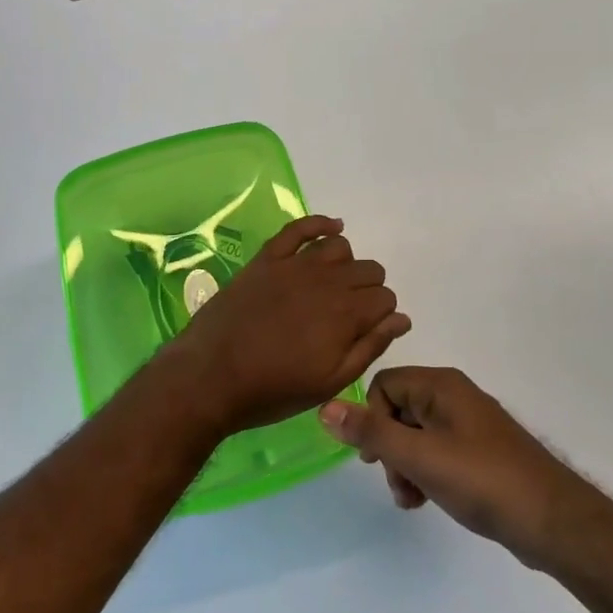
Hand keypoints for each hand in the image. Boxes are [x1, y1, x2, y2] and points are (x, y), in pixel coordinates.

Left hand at [154, 216, 410, 439]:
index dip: (380, 314)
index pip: (385, 298)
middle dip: (368, 290)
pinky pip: (300, 228)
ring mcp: (294, 265)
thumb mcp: (330, 381)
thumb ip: (370, 347)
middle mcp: (327, 281)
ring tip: (333, 285)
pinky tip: (332, 228)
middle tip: (348, 315)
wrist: (210, 377)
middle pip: (368, 270)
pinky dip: (320, 223)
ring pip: (339, 247)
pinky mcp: (267, 258)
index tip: (365, 330)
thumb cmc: (273, 389)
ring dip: (345, 264)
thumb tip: (401, 319)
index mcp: (346, 315)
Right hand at [318, 367, 587, 567]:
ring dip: (404, 466)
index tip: (374, 457)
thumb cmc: (482, 480)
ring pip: (416, 435)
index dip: (371, 419)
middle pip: (398, 410)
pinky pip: (437, 452)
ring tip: (412, 499)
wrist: (552, 521)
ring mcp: (469, 425)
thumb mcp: (418, 457)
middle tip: (396, 482)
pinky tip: (428, 501)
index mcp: (441, 386)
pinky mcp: (480, 452)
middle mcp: (454, 396)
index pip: (384, 385)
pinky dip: (426, 474)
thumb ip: (371, 432)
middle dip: (389, 448)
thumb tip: (325, 407)